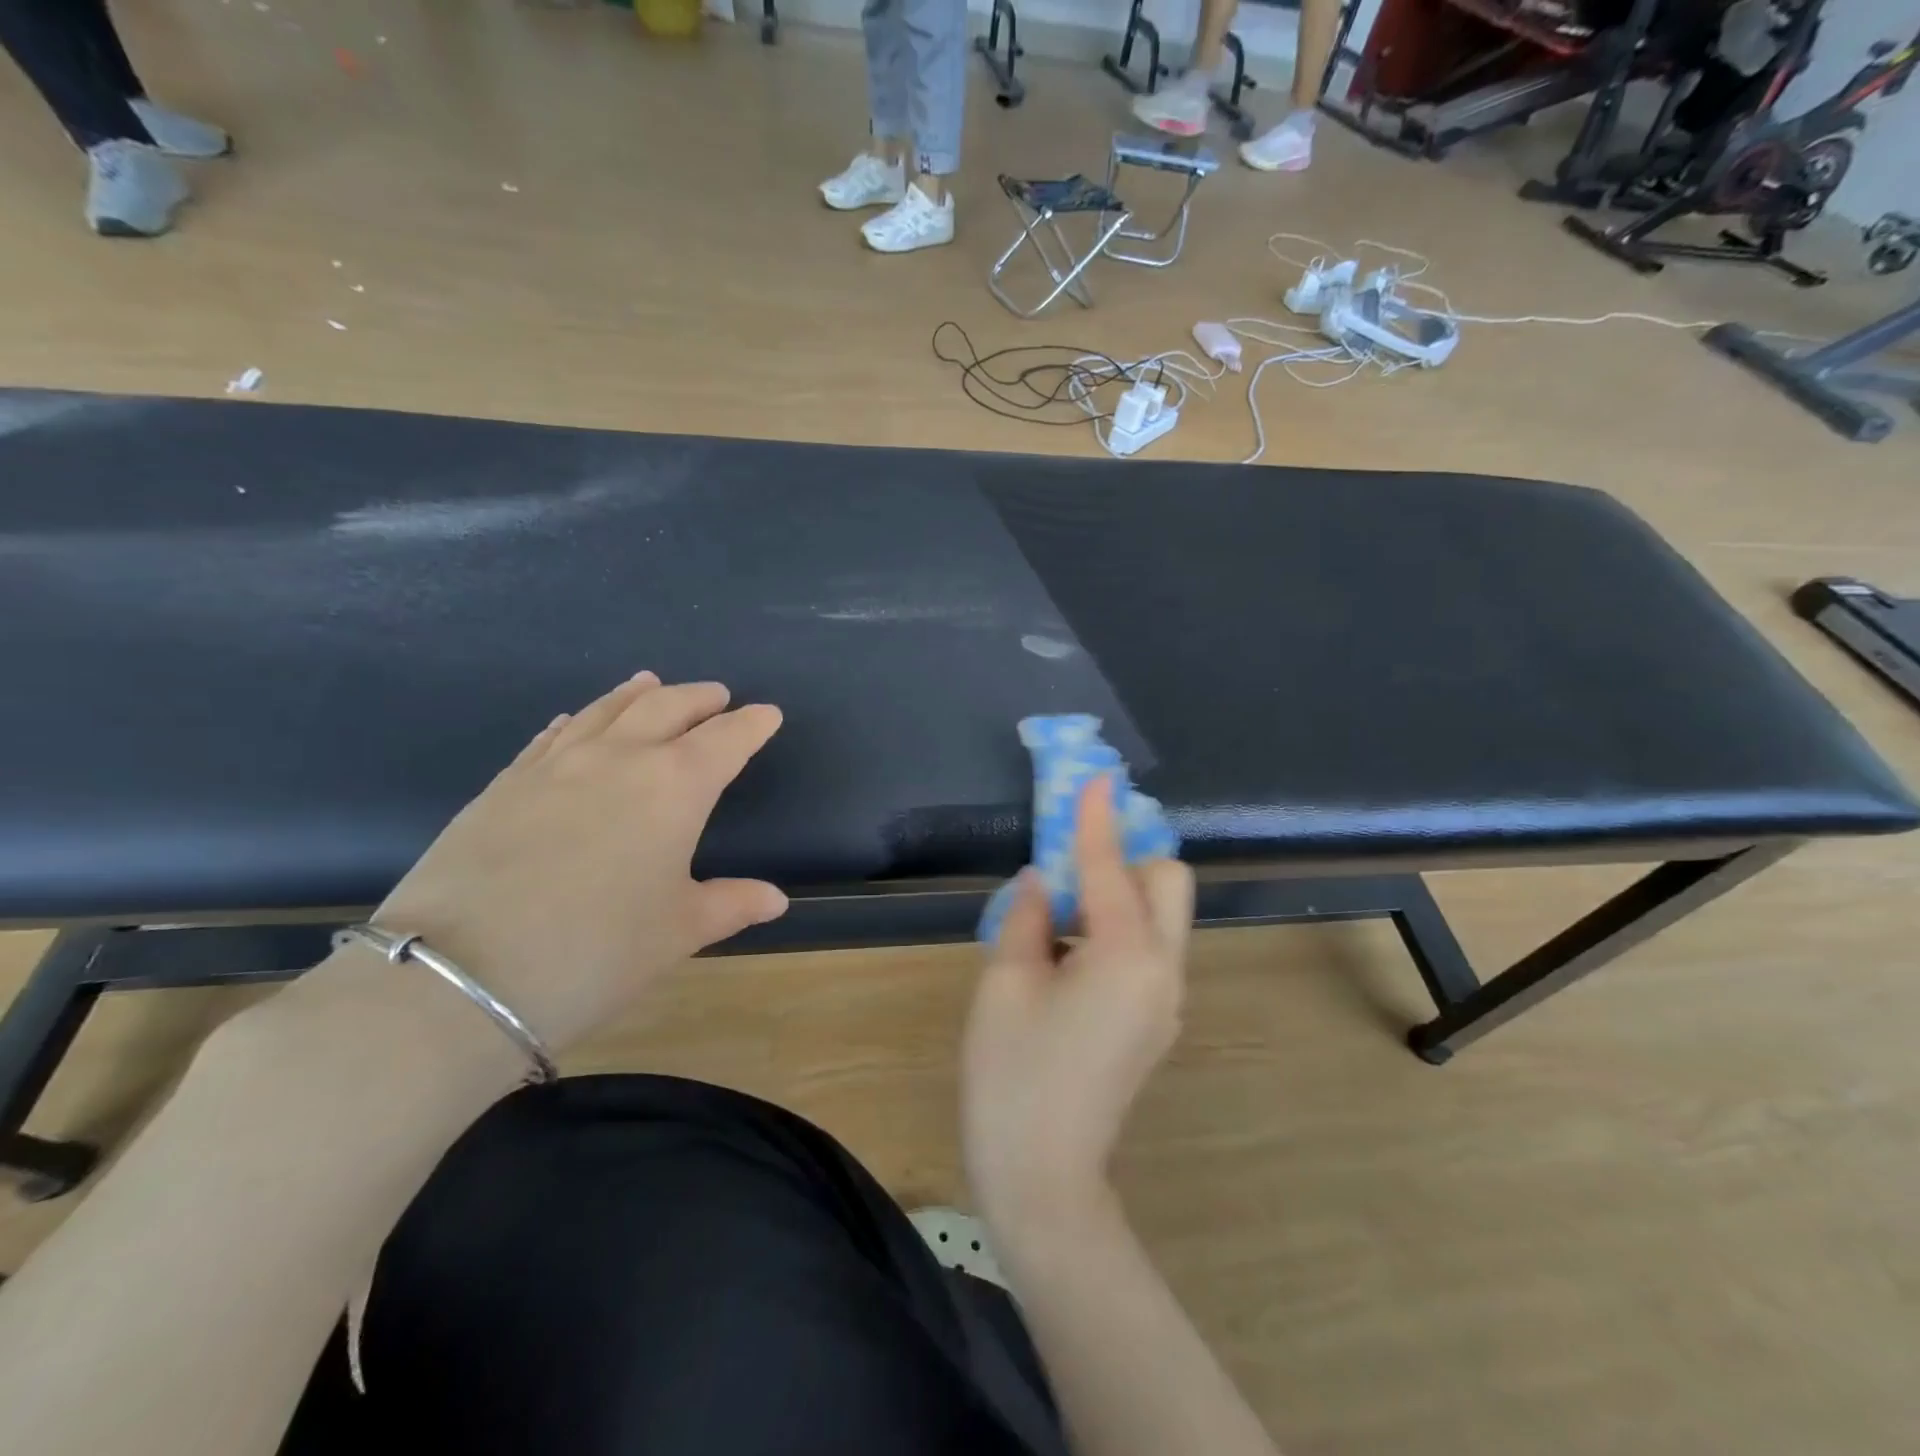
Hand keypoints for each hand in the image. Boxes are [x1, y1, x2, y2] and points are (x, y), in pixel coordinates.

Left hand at [372, 672, 788, 1050]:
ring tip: (652, 682)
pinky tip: (576, 720)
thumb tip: (775, 899)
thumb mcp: (678, 932)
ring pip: (606, 711)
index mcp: (674, 786)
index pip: (725, 740)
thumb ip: (731, 904)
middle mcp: (618, 759)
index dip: (751, 725)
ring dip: (637, 694)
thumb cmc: (596, 951)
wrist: (457, 976)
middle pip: (667, 708)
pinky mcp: (504, 784)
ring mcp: (554, 766)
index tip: (768, 714)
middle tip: (717, 696)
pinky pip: (553, 736)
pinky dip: (579, 720)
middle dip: (699, 698)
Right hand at [961, 778, 1194, 1233]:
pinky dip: (1116, 928)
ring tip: (1060, 908)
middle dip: (1128, 855)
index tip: (1093, 777)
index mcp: (1125, 956)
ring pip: (1161, 916)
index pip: (1111, 868)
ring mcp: (1166, 1000)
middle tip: (1075, 858)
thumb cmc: (1012, 1075)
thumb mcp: (1005, 983)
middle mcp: (1163, 971)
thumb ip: (1028, 916)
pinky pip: (1147, 949)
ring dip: (1121, 892)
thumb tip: (1045, 880)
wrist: (1042, 1178)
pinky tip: (1067, 951)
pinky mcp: (1155, 1021)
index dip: (1096, 819)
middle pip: (1167, 883)